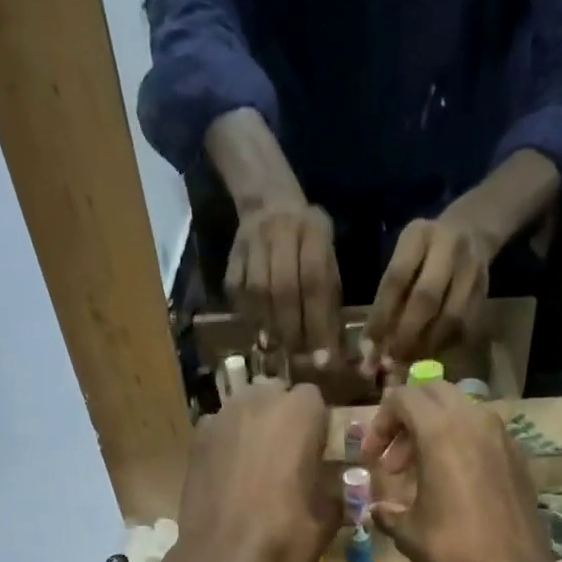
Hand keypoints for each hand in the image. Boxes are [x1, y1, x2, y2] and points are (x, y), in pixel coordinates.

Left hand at [171, 382, 339, 561]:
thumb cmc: (284, 540)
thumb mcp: (327, 520)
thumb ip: (335, 490)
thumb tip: (334, 486)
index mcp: (298, 413)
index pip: (315, 400)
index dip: (318, 426)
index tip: (318, 455)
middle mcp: (257, 402)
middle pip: (276, 396)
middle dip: (284, 419)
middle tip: (289, 459)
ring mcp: (220, 419)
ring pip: (245, 410)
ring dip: (255, 430)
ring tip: (259, 469)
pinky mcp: (195, 443)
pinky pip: (221, 433)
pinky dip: (229, 447)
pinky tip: (232, 480)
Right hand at [226, 199, 341, 358]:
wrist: (269, 200)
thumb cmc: (307, 242)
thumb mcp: (327, 257)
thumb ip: (329, 297)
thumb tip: (329, 349)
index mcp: (312, 232)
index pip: (316, 283)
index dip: (319, 325)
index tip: (323, 360)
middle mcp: (280, 232)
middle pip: (284, 289)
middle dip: (292, 330)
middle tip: (297, 358)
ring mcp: (252, 242)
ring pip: (258, 292)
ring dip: (269, 327)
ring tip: (277, 350)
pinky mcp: (232, 255)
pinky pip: (237, 292)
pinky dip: (248, 317)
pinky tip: (258, 333)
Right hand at [361, 382, 561, 561]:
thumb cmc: (454, 556)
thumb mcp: (409, 535)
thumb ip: (388, 513)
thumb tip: (377, 510)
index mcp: (442, 434)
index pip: (404, 398)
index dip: (380, 423)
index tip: (371, 459)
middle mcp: (475, 423)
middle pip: (434, 394)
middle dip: (407, 421)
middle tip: (392, 462)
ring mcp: (502, 439)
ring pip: (460, 413)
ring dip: (433, 433)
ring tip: (418, 477)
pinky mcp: (517, 460)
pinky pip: (481, 435)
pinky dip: (459, 447)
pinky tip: (450, 488)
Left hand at [362, 214, 493, 370]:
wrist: (471, 230)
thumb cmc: (424, 253)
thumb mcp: (403, 259)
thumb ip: (389, 297)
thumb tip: (372, 349)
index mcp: (419, 235)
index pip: (396, 278)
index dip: (381, 316)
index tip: (369, 346)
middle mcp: (450, 246)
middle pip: (426, 298)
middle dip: (406, 334)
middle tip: (392, 360)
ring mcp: (472, 268)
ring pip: (450, 317)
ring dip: (427, 346)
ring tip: (410, 360)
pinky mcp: (485, 291)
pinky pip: (464, 328)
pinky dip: (444, 346)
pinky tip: (429, 352)